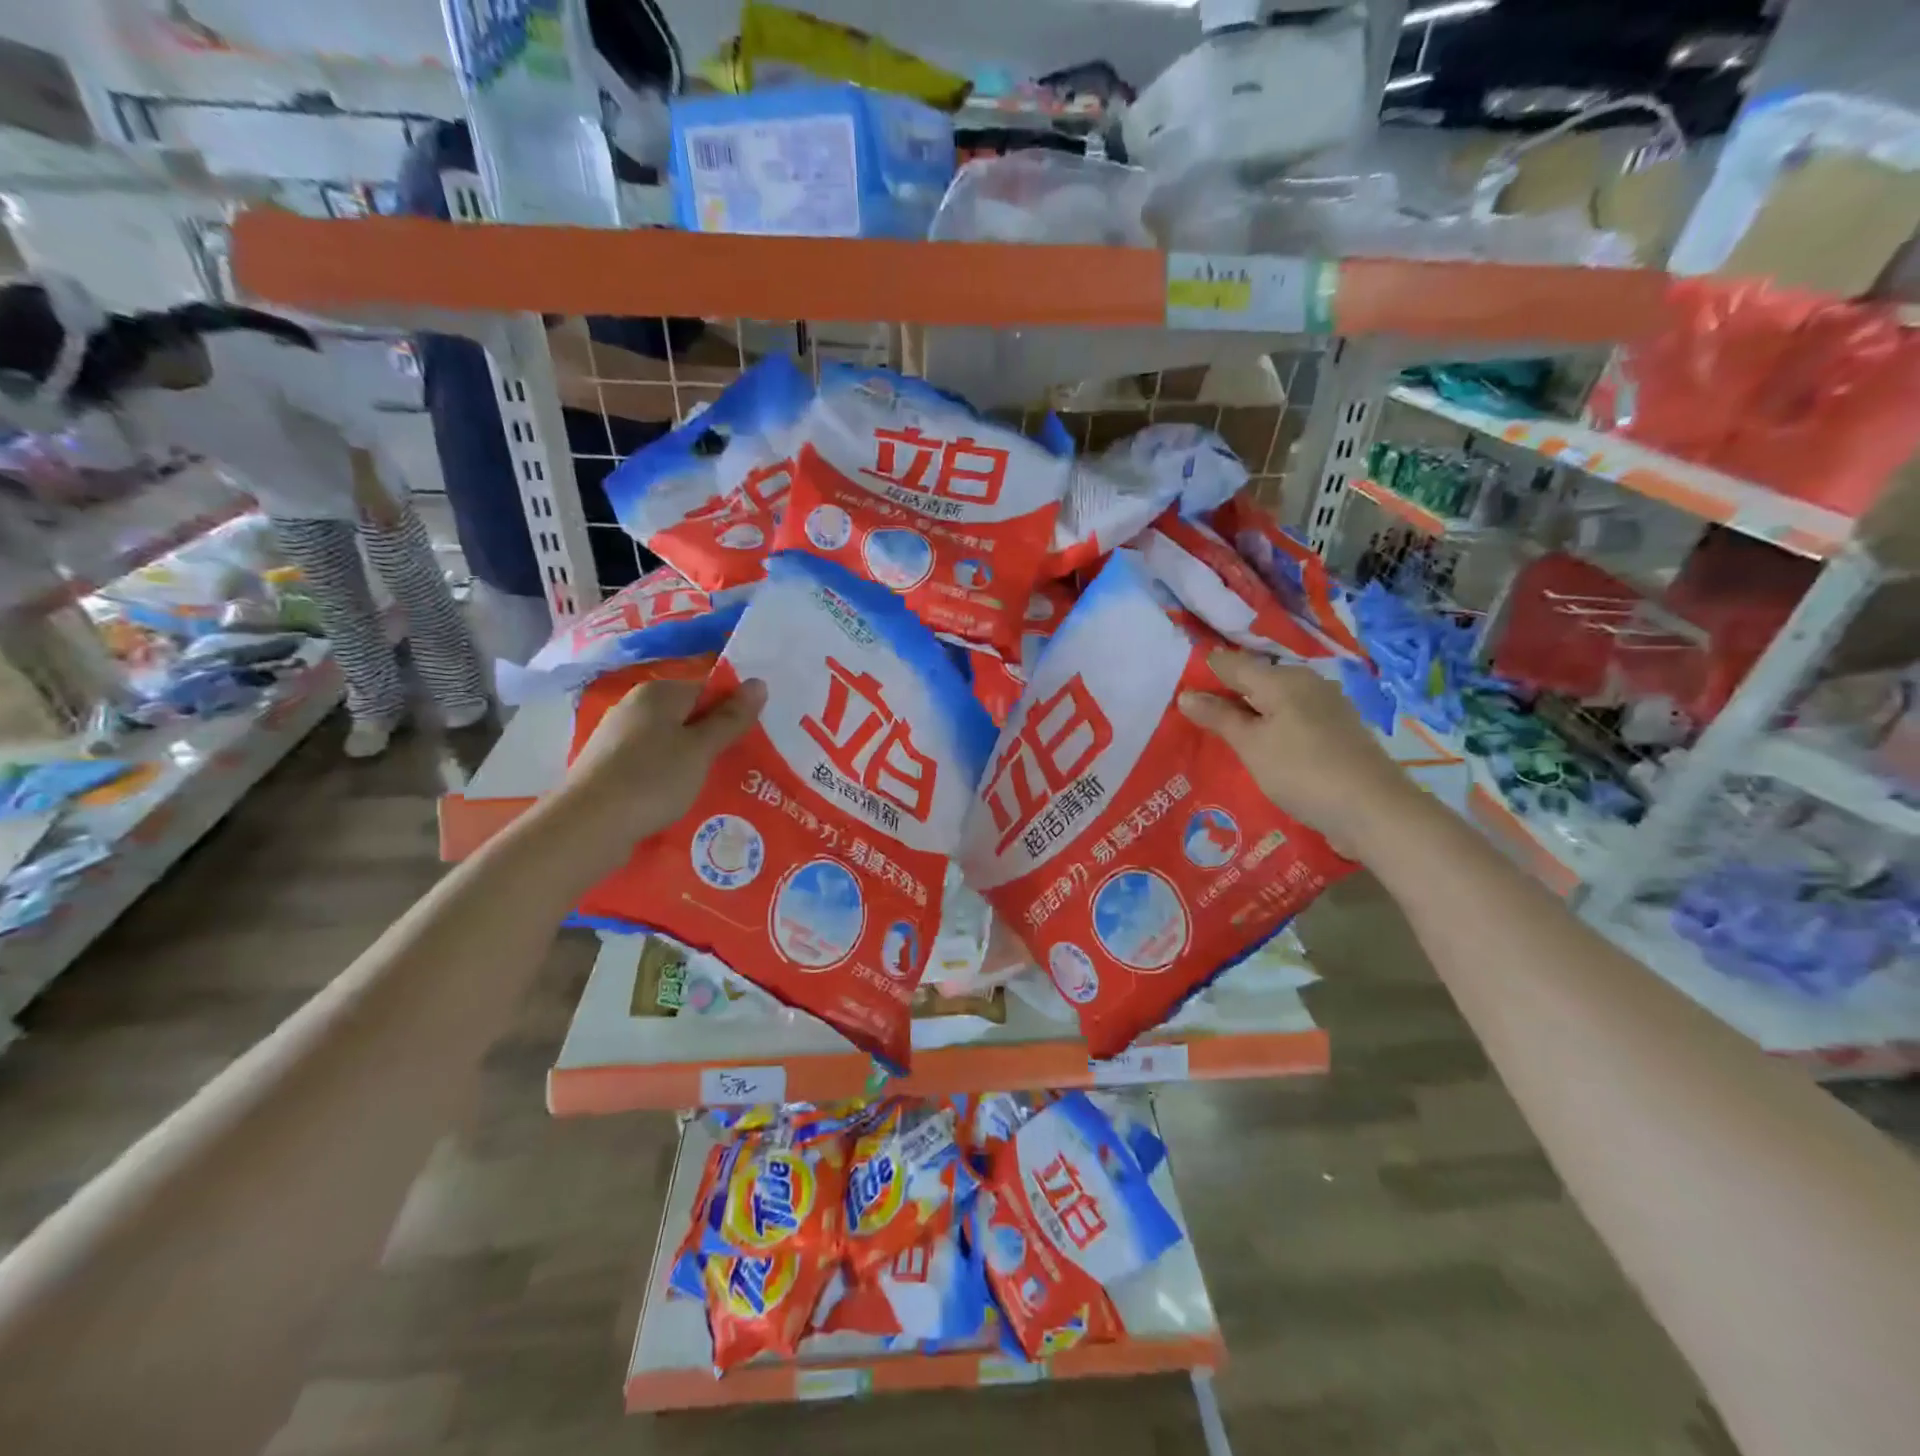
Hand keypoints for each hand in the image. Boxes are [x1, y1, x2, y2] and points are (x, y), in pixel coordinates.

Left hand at [539, 676, 765, 883]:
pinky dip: (668, 776)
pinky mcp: (610, 766)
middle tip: (739, 765)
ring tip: (714, 785)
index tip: (750, 740)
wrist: (587, 825)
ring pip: (670, 742)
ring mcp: (618, 737)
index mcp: (658, 693)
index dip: (731, 713)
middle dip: (713, 739)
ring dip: (692, 761)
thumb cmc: (652, 778)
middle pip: (688, 716)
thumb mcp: (701, 748)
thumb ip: (731, 717)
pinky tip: (679, 798)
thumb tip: (759, 682)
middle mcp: (635, 707)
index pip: (707, 690)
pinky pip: (652, 763)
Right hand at [1178, 650, 1416, 858]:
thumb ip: (1218, 717)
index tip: (1177, 692)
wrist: (1374, 811)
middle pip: (1255, 681)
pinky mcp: (1337, 731)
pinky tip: (1260, 751)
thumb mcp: (1251, 745)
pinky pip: (1292, 720)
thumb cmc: (1303, 771)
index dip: (1203, 674)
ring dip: (1248, 716)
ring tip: (1221, 738)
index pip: (1231, 663)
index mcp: (1283, 678)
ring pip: (1274, 702)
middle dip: (1225, 697)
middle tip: (1193, 719)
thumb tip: (1186, 693)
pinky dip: (1271, 730)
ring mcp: (1326, 707)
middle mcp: (1306, 683)